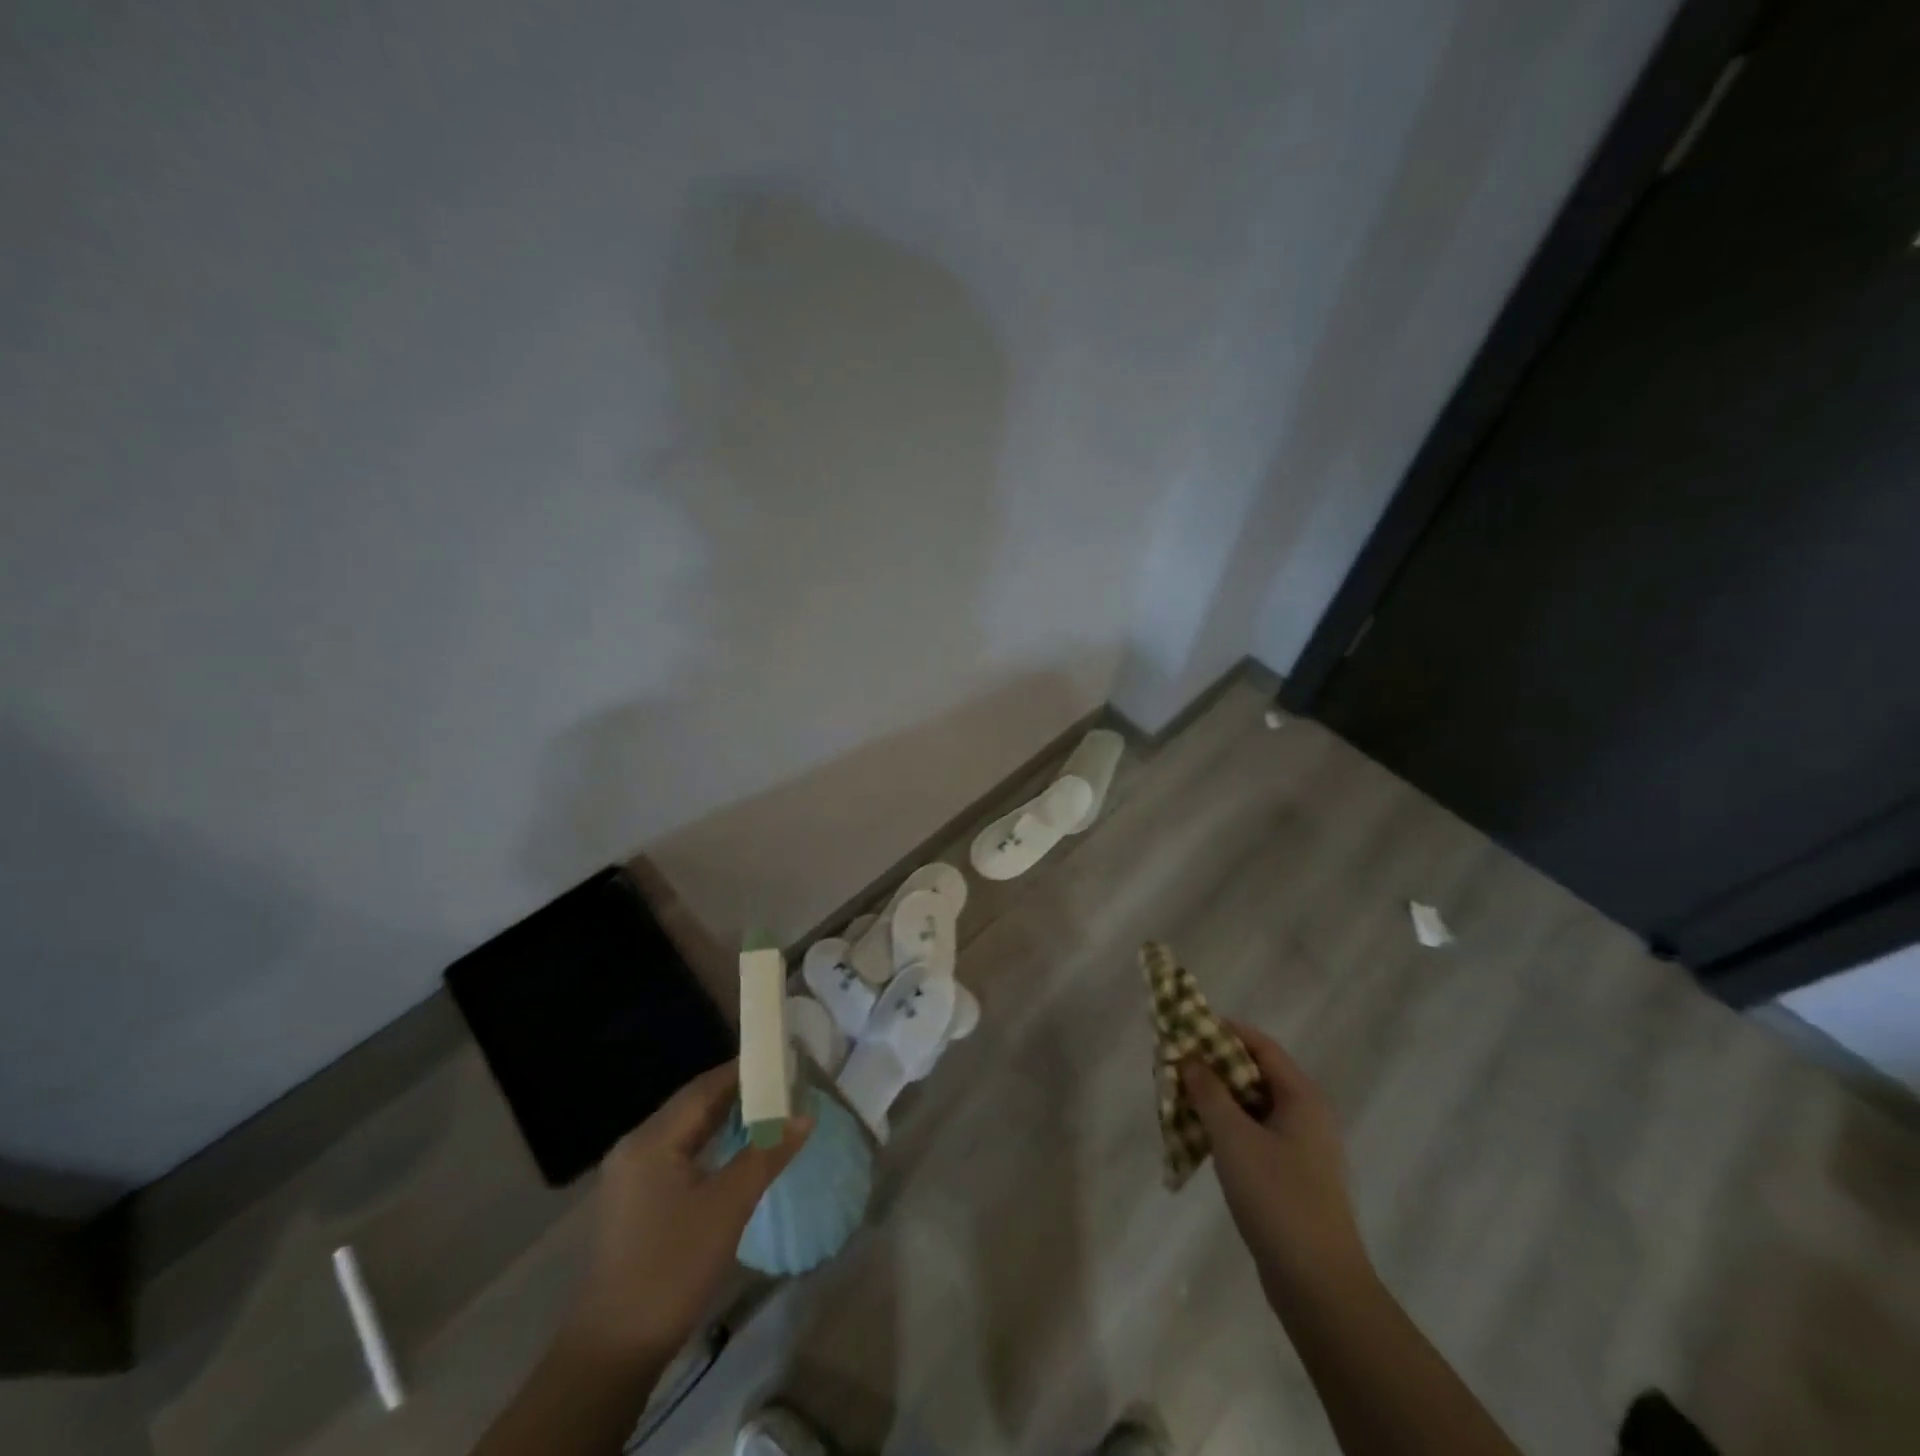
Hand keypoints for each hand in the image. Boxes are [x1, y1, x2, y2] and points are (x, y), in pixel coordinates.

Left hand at [563, 1061, 811, 1365]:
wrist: (615, 1349)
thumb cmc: (672, 1267)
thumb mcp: (728, 1206)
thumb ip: (766, 1154)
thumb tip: (804, 1116)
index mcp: (651, 1139)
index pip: (704, 1087)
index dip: (744, 1071)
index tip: (782, 1061)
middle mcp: (636, 1146)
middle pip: (693, 1104)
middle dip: (738, 1092)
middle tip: (783, 1083)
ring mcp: (632, 1174)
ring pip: (686, 1129)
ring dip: (725, 1118)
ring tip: (769, 1109)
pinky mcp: (636, 1199)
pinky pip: (679, 1153)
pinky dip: (710, 1143)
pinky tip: (737, 1148)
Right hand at [1182, 1021, 1371, 1312]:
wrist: (1319, 1287)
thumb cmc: (1278, 1199)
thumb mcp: (1234, 1138)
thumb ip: (1209, 1091)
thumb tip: (1189, 1056)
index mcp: (1302, 1097)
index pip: (1260, 1045)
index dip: (1222, 1031)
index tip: (1184, 1028)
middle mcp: (1306, 1115)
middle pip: (1254, 1074)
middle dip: (1213, 1066)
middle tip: (1174, 1066)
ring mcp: (1300, 1149)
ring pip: (1251, 1107)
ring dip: (1216, 1099)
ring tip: (1178, 1099)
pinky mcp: (1291, 1178)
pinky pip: (1253, 1136)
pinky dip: (1226, 1129)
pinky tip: (1198, 1139)